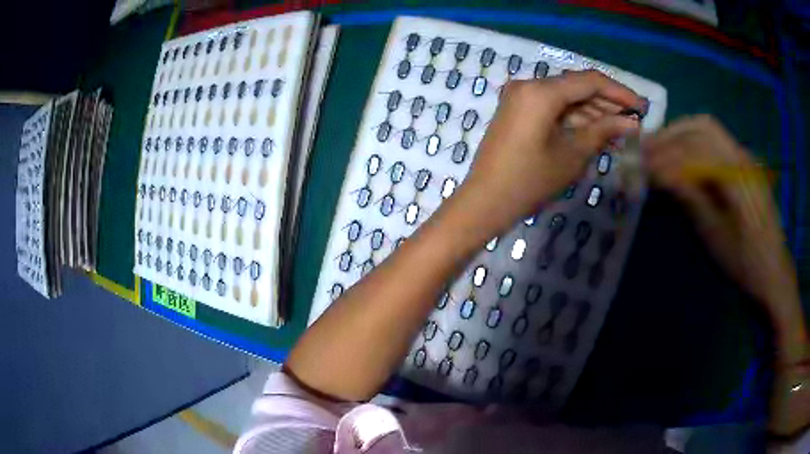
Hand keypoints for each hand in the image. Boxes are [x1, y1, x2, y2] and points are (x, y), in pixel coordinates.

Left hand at [457, 70, 643, 234]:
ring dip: (593, 112)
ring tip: (621, 132)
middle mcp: (528, 85)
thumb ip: (603, 131)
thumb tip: (631, 122)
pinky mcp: (517, 110)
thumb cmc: (529, 181)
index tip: (642, 107)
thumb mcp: (572, 155)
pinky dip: (574, 118)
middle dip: (608, 103)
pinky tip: (597, 132)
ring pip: (566, 97)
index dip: (619, 92)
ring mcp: (520, 97)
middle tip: (633, 121)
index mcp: (541, 91)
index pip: (589, 81)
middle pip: (577, 86)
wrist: (485, 202)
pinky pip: (552, 107)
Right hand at [643, 115, 808, 435]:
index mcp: (737, 177)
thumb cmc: (744, 263)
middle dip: (671, 135)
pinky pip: (718, 140)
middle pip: (702, 128)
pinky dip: (695, 140)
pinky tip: (684, 154)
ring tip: (661, 147)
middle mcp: (742, 157)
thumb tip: (659, 175)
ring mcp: (745, 157)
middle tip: (646, 148)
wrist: (773, 271)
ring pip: (709, 129)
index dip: (666, 156)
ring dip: (682, 133)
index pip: (695, 151)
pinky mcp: (745, 164)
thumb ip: (690, 199)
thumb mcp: (715, 238)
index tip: (641, 165)